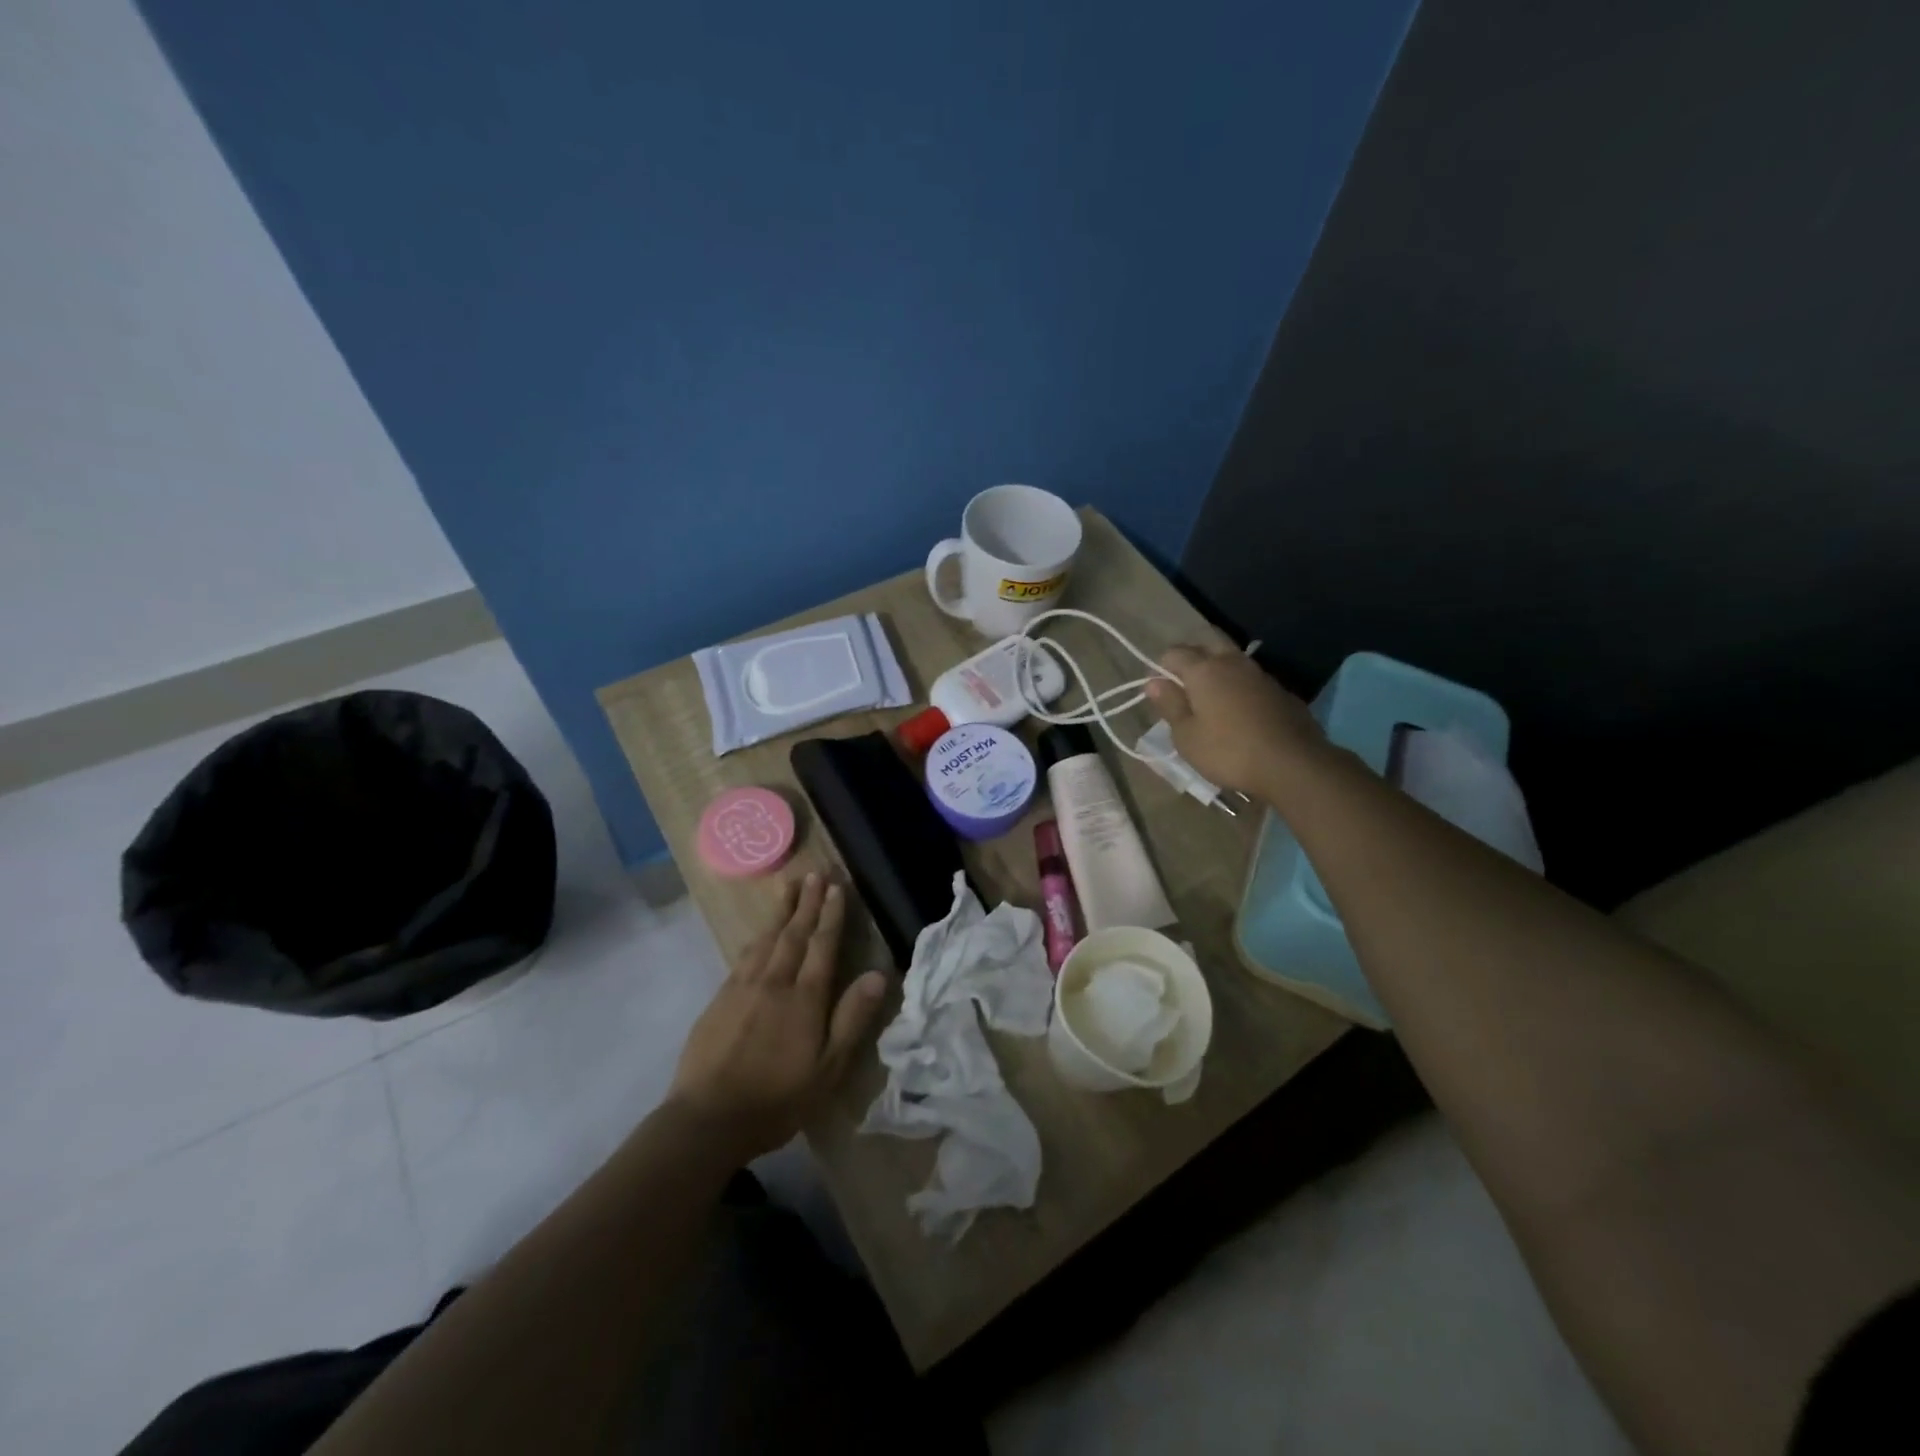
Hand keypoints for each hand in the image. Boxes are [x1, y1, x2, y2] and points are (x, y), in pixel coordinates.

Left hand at [667, 873, 888, 1161]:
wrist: (707, 1118)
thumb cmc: (777, 1098)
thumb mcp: (828, 1068)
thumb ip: (852, 1018)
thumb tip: (878, 974)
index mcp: (805, 998)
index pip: (822, 946)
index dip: (831, 916)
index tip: (837, 888)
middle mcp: (775, 982)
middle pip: (794, 933)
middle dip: (807, 902)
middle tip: (816, 873)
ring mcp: (743, 987)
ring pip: (767, 938)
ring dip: (781, 910)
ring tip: (789, 886)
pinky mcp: (720, 998)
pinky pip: (744, 955)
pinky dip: (757, 936)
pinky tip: (759, 932)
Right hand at [1145, 644, 1327, 800]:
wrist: (1293, 763)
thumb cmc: (1228, 751)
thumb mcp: (1187, 736)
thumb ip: (1170, 705)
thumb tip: (1153, 682)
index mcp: (1204, 670)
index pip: (1174, 653)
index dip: (1161, 669)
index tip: (1159, 692)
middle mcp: (1232, 662)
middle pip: (1208, 643)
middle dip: (1192, 657)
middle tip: (1184, 686)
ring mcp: (1260, 674)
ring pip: (1232, 659)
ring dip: (1217, 670)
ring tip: (1210, 699)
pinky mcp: (1280, 690)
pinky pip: (1250, 679)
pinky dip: (1239, 686)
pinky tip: (1239, 712)